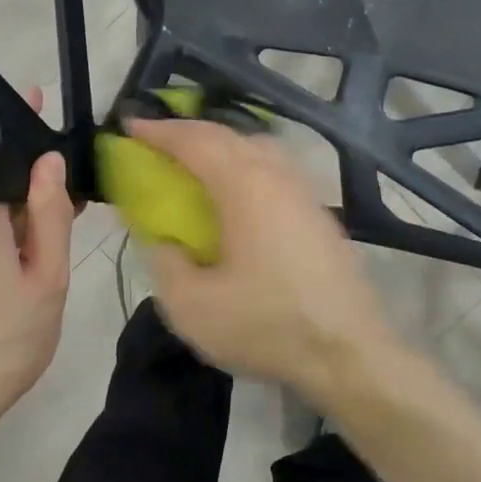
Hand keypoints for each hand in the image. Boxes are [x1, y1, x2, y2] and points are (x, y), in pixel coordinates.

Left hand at [0, 97, 74, 436]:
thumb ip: (50, 212)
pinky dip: (6, 223)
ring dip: (24, 203)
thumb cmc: (1, 341)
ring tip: (66, 221)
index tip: (71, 133)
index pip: (2, 145)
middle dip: (37, 176)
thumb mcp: (46, 277)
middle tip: (81, 196)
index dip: (38, 134)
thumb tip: (51, 156)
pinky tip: (35, 246)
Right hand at [127, 118, 394, 399]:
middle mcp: (278, 177)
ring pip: (259, 149)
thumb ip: (165, 262)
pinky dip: (246, 167)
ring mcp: (305, 194)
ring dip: (221, 147)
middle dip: (188, 133)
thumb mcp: (191, 307)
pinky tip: (238, 197)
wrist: (350, 355)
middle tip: (156, 142)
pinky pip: (276, 172)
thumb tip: (165, 241)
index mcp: (245, 187)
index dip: (159, 131)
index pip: (195, 142)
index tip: (130, 125)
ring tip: (196, 164)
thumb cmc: (267, 326)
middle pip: (229, 136)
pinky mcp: (321, 216)